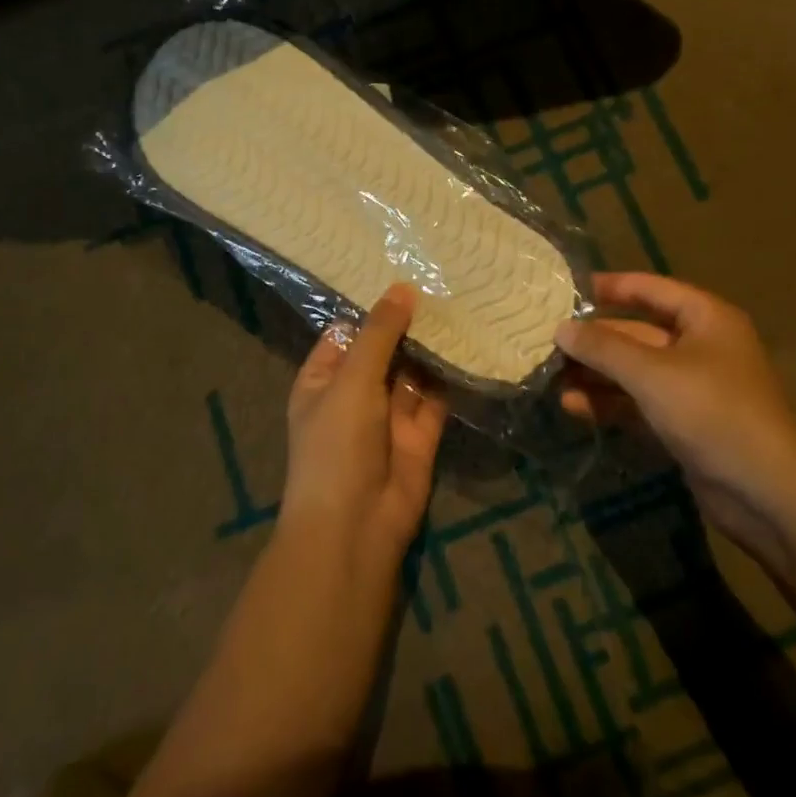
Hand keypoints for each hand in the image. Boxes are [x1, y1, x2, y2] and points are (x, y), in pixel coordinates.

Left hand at [283, 284, 448, 575]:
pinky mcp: (420, 434)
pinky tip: (472, 343)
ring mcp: (389, 415)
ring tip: (462, 302)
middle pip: (385, 349)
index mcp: (324, 379)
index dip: (373, 307)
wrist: (356, 525)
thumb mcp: (352, 380)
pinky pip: (436, 398)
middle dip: (409, 323)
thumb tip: (402, 288)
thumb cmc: (337, 444)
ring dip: (432, 347)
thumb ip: (379, 334)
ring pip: (413, 372)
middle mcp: (356, 393)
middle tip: (443, 279)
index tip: (403, 271)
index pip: (348, 333)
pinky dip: (450, 376)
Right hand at [555, 272, 795, 535]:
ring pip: (634, 371)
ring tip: (550, 376)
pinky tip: (572, 406)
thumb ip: (603, 348)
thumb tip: (561, 328)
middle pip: (637, 332)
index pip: (650, 289)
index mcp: (705, 319)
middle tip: (546, 341)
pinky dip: (608, 403)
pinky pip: (638, 402)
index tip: (566, 291)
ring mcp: (692, 388)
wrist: (766, 492)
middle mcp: (700, 346)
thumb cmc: (712, 411)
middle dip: (594, 339)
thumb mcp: (651, 373)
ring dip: (596, 374)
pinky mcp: (683, 424)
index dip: (610, 287)